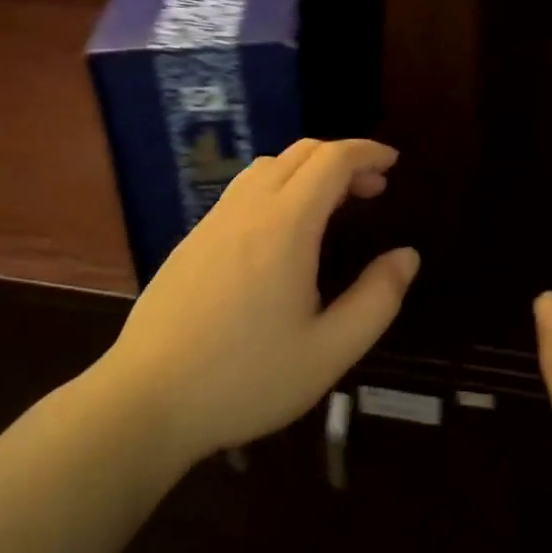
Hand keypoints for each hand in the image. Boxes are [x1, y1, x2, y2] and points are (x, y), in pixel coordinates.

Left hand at [97, 138, 418, 464]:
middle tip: (373, 188)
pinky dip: (279, 184)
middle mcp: (249, 207)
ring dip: (309, 168)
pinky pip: (244, 187)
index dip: (367, 152)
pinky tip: (283, 227)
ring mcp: (215, 218)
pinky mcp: (194, 237)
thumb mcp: (328, 352)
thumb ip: (376, 300)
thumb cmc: (244, 379)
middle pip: (302, 152)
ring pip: (270, 165)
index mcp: (285, 225)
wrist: (144, 401)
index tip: (394, 162)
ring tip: (332, 203)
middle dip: (344, 158)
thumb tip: (407, 255)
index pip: (332, 159)